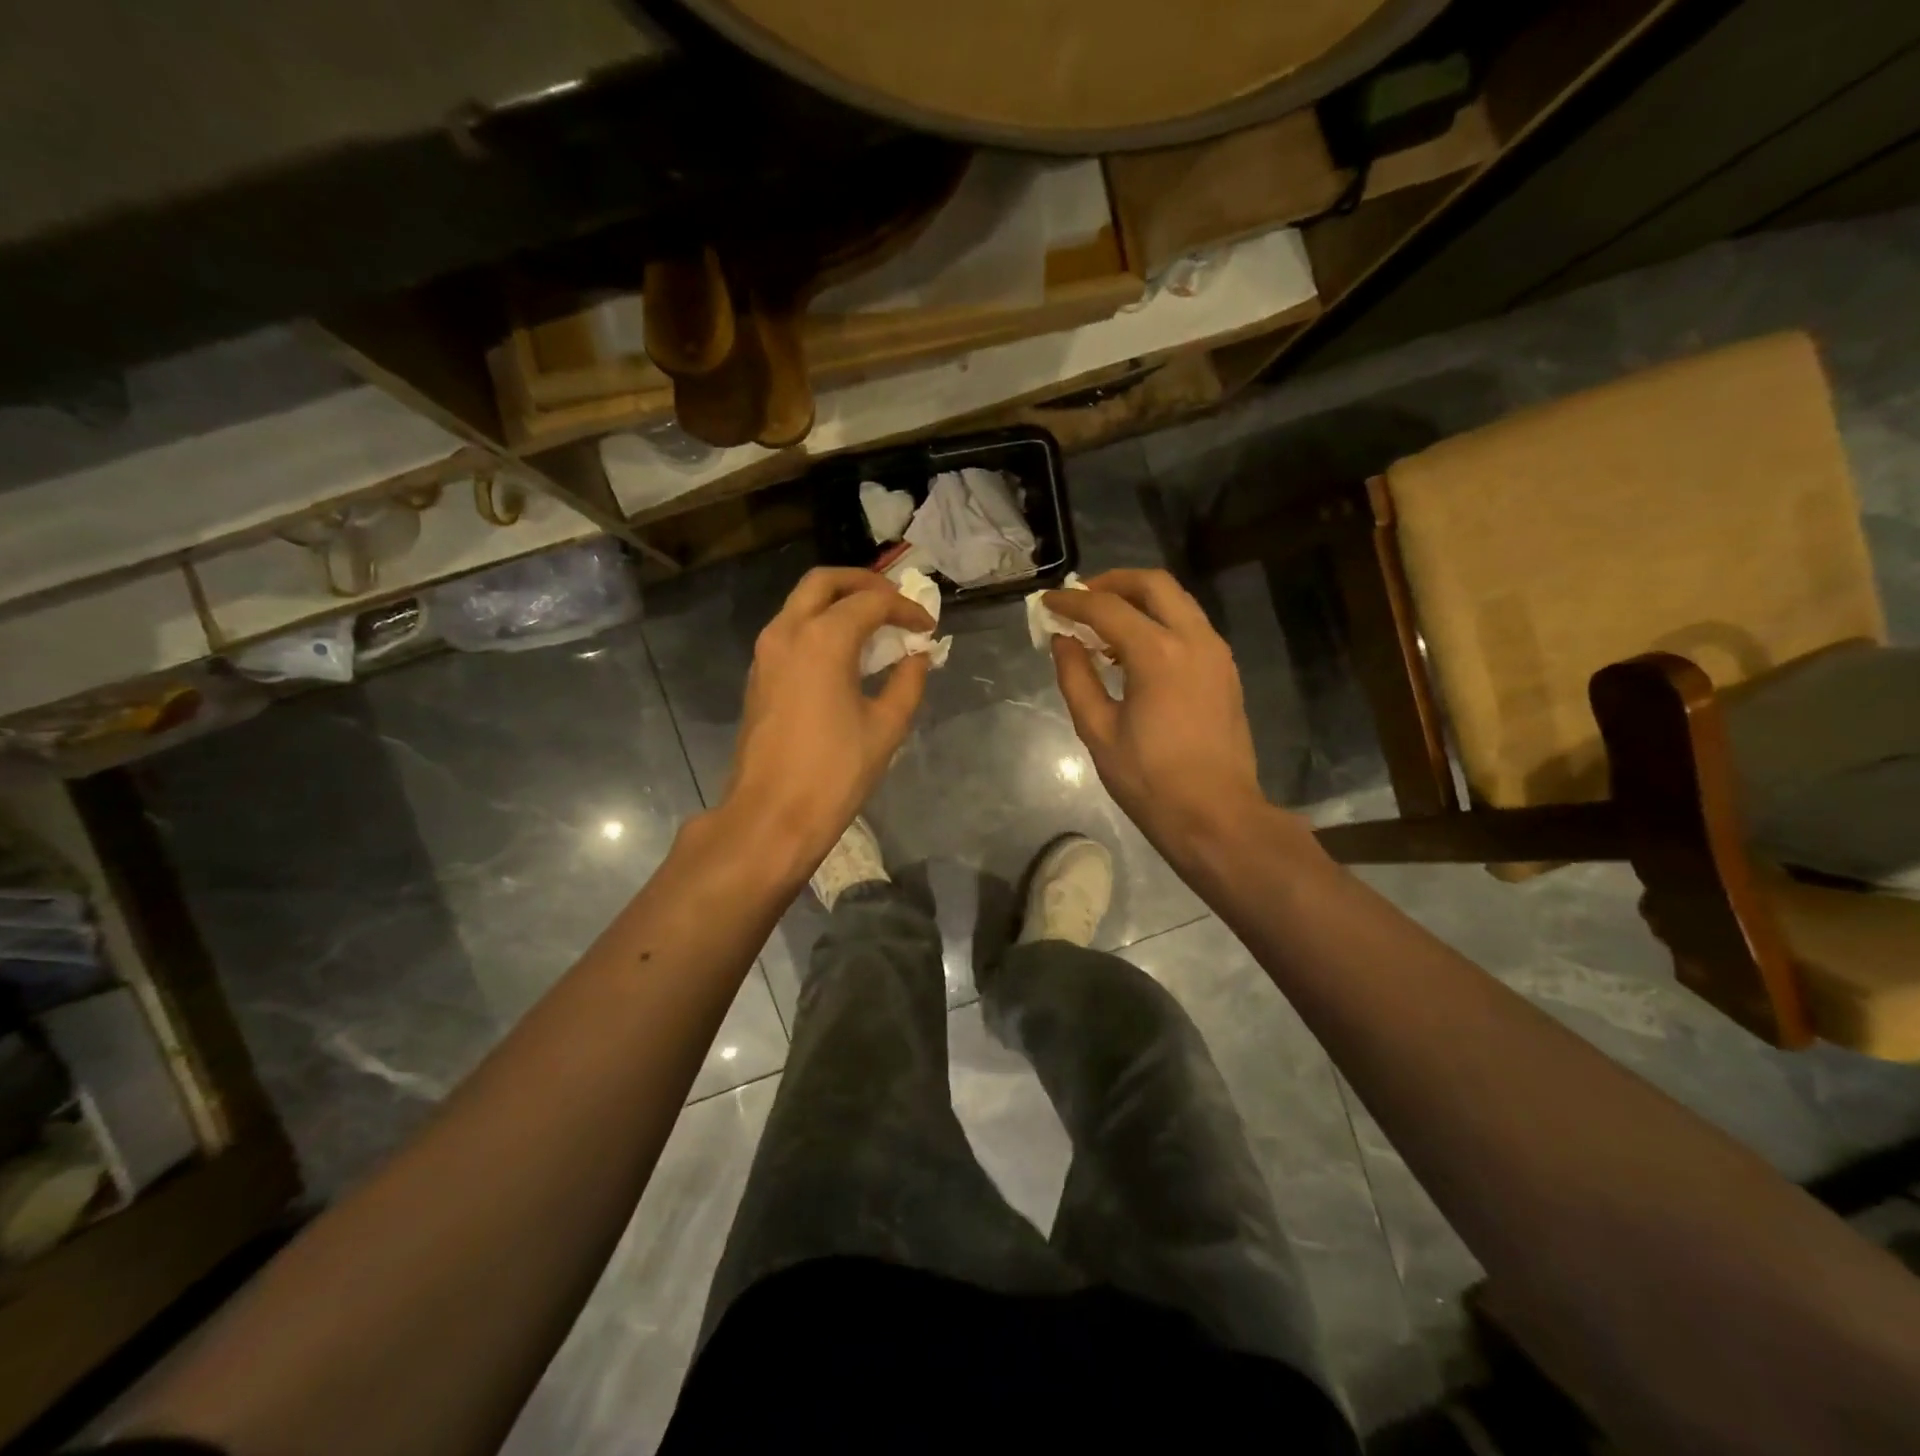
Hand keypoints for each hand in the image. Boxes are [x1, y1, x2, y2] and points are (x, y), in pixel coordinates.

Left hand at [722, 567, 934, 877]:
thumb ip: (908, 682)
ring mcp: (766, 652)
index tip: (928, 628)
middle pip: (825, 582)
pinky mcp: (758, 674)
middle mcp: (787, 632)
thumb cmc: (835, 772)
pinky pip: (790, 629)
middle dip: (864, 583)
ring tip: (874, 625)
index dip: (906, 609)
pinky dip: (819, 625)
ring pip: (801, 602)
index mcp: (822, 639)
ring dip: (838, 602)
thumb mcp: (886, 727)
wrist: (772, 815)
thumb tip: (917, 657)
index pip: (872, 602)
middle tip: (895, 601)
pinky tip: (845, 653)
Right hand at [1043, 569, 1274, 866]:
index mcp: (1158, 654)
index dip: (1072, 602)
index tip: (1047, 603)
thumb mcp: (1098, 731)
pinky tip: (1136, 650)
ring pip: (1177, 601)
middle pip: (1153, 584)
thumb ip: (1076, 677)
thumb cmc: (1149, 780)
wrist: (1216, 815)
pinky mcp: (1225, 670)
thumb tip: (1063, 641)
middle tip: (1081, 598)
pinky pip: (1190, 626)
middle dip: (1112, 583)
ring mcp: (1216, 653)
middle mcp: (1194, 639)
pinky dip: (1160, 622)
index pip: (1107, 609)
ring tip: (1104, 624)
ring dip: (1139, 600)